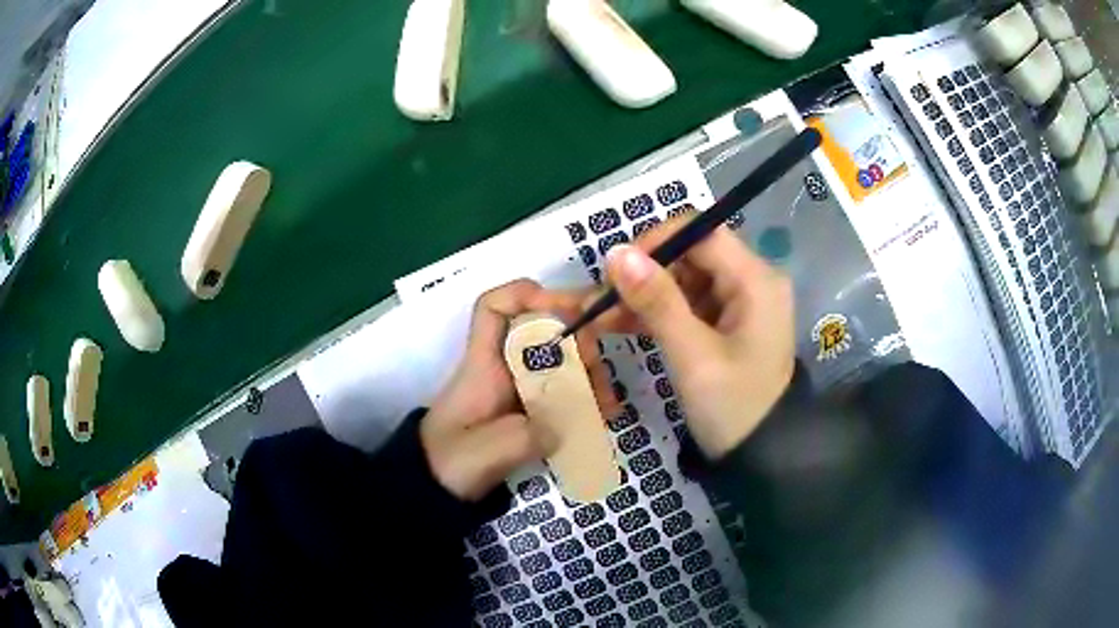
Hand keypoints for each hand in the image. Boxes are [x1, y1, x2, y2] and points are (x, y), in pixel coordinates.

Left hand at [423, 279, 614, 500]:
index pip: (494, 307)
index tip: (567, 312)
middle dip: (578, 340)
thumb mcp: (485, 453)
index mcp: (484, 365)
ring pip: (560, 362)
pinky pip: (564, 392)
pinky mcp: (531, 413)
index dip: (527, 295)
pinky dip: (587, 399)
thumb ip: (524, 437)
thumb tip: (563, 424)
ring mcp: (520, 390)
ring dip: (589, 374)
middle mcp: (503, 368)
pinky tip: (604, 416)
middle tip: (599, 367)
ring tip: (608, 403)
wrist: (437, 489)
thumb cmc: (449, 463)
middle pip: (542, 331)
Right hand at [598, 218, 794, 457]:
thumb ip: (657, 302)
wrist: (760, 455)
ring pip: (683, 279)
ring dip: (642, 296)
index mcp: (756, 280)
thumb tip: (616, 253)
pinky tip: (620, 326)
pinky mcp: (727, 322)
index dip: (656, 242)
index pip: (702, 232)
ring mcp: (739, 302)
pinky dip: (656, 314)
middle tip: (600, 302)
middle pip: (690, 255)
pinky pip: (686, 304)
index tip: (615, 270)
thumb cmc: (733, 408)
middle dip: (643, 274)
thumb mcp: (693, 356)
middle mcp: (752, 281)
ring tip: (599, 318)